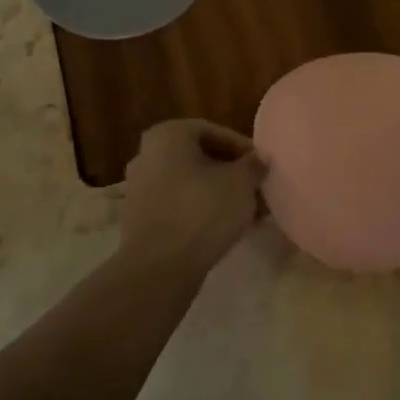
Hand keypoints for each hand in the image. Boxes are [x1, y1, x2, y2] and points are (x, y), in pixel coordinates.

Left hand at [117, 119, 265, 276]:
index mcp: (168, 135)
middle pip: (199, 158)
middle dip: (230, 173)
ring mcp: (138, 187)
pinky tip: (221, 227)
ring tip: (244, 211)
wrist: (160, 266)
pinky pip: (176, 205)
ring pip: (188, 183)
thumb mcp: (241, 182)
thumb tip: (258, 160)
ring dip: (216, 193)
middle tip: (255, 188)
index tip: (261, 167)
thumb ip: (253, 165)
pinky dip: (198, 210)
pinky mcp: (138, 218)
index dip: (242, 149)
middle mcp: (147, 154)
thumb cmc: (202, 211)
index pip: (214, 132)